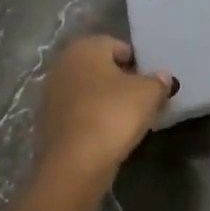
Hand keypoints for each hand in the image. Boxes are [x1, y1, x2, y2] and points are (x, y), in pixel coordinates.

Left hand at [34, 35, 172, 182]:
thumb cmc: (113, 115)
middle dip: (121, 81)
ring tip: (126, 120)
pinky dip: (92, 119)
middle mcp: (62, 64)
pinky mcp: (47, 122)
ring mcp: (50, 94)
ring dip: (105, 101)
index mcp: (85, 48)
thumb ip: (158, 81)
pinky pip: (78, 113)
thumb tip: (162, 77)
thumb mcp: (148, 94)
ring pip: (88, 91)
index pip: (118, 46)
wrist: (74, 164)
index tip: (151, 84)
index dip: (138, 63)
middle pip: (100, 68)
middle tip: (142, 100)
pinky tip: (107, 135)